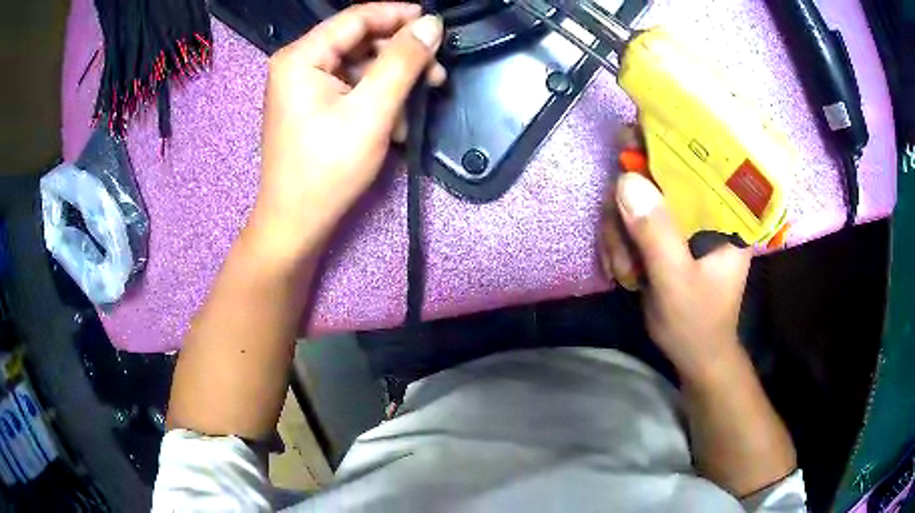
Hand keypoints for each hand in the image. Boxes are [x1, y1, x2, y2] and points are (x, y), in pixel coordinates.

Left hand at [252, 3, 444, 258]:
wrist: (296, 224)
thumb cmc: (328, 169)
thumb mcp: (372, 111)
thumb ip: (403, 62)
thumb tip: (432, 24)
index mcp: (301, 57)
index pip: (356, 17)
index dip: (399, 15)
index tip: (436, 24)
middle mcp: (298, 64)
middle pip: (359, 40)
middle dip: (401, 54)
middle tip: (437, 71)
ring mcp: (303, 86)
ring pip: (359, 64)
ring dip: (394, 79)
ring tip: (422, 100)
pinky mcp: (312, 105)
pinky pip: (351, 87)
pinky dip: (377, 97)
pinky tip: (396, 122)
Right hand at [599, 131, 751, 383]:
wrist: (696, 355)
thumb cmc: (697, 323)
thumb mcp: (676, 281)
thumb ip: (656, 234)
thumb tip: (625, 180)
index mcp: (725, 211)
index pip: (697, 158)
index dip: (662, 143)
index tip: (629, 142)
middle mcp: (704, 207)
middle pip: (656, 176)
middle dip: (627, 208)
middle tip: (619, 242)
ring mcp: (682, 220)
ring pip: (636, 199)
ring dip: (619, 233)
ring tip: (623, 269)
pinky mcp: (665, 234)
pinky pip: (631, 220)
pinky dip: (619, 243)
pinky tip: (622, 270)